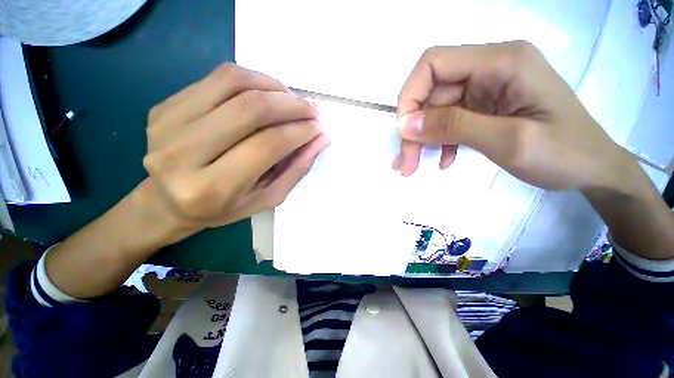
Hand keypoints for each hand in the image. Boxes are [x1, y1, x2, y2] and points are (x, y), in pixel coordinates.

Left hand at [137, 63, 328, 242]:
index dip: (300, 131)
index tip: (318, 127)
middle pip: (250, 109)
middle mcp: (182, 153)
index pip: (267, 145)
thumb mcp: (268, 197)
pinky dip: (251, 79)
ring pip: (232, 82)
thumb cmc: (224, 208)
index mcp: (211, 188)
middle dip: (291, 105)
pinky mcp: (164, 106)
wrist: (167, 202)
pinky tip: (267, 93)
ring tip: (292, 99)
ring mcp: (167, 123)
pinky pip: (216, 78)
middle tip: (312, 109)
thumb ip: (297, 168)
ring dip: (273, 86)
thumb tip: (322, 138)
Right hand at [395, 41, 629, 191]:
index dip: (410, 96)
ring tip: (413, 167)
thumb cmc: (565, 154)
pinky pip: (450, 120)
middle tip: (405, 164)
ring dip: (422, 139)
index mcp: (502, 62)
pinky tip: (444, 160)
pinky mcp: (485, 107)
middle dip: (413, 129)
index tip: (403, 132)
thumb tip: (405, 125)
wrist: (593, 170)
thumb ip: (454, 127)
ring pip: (436, 110)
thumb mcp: (509, 141)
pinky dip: (441, 141)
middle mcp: (491, 68)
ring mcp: (487, 89)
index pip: (433, 64)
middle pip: (432, 93)